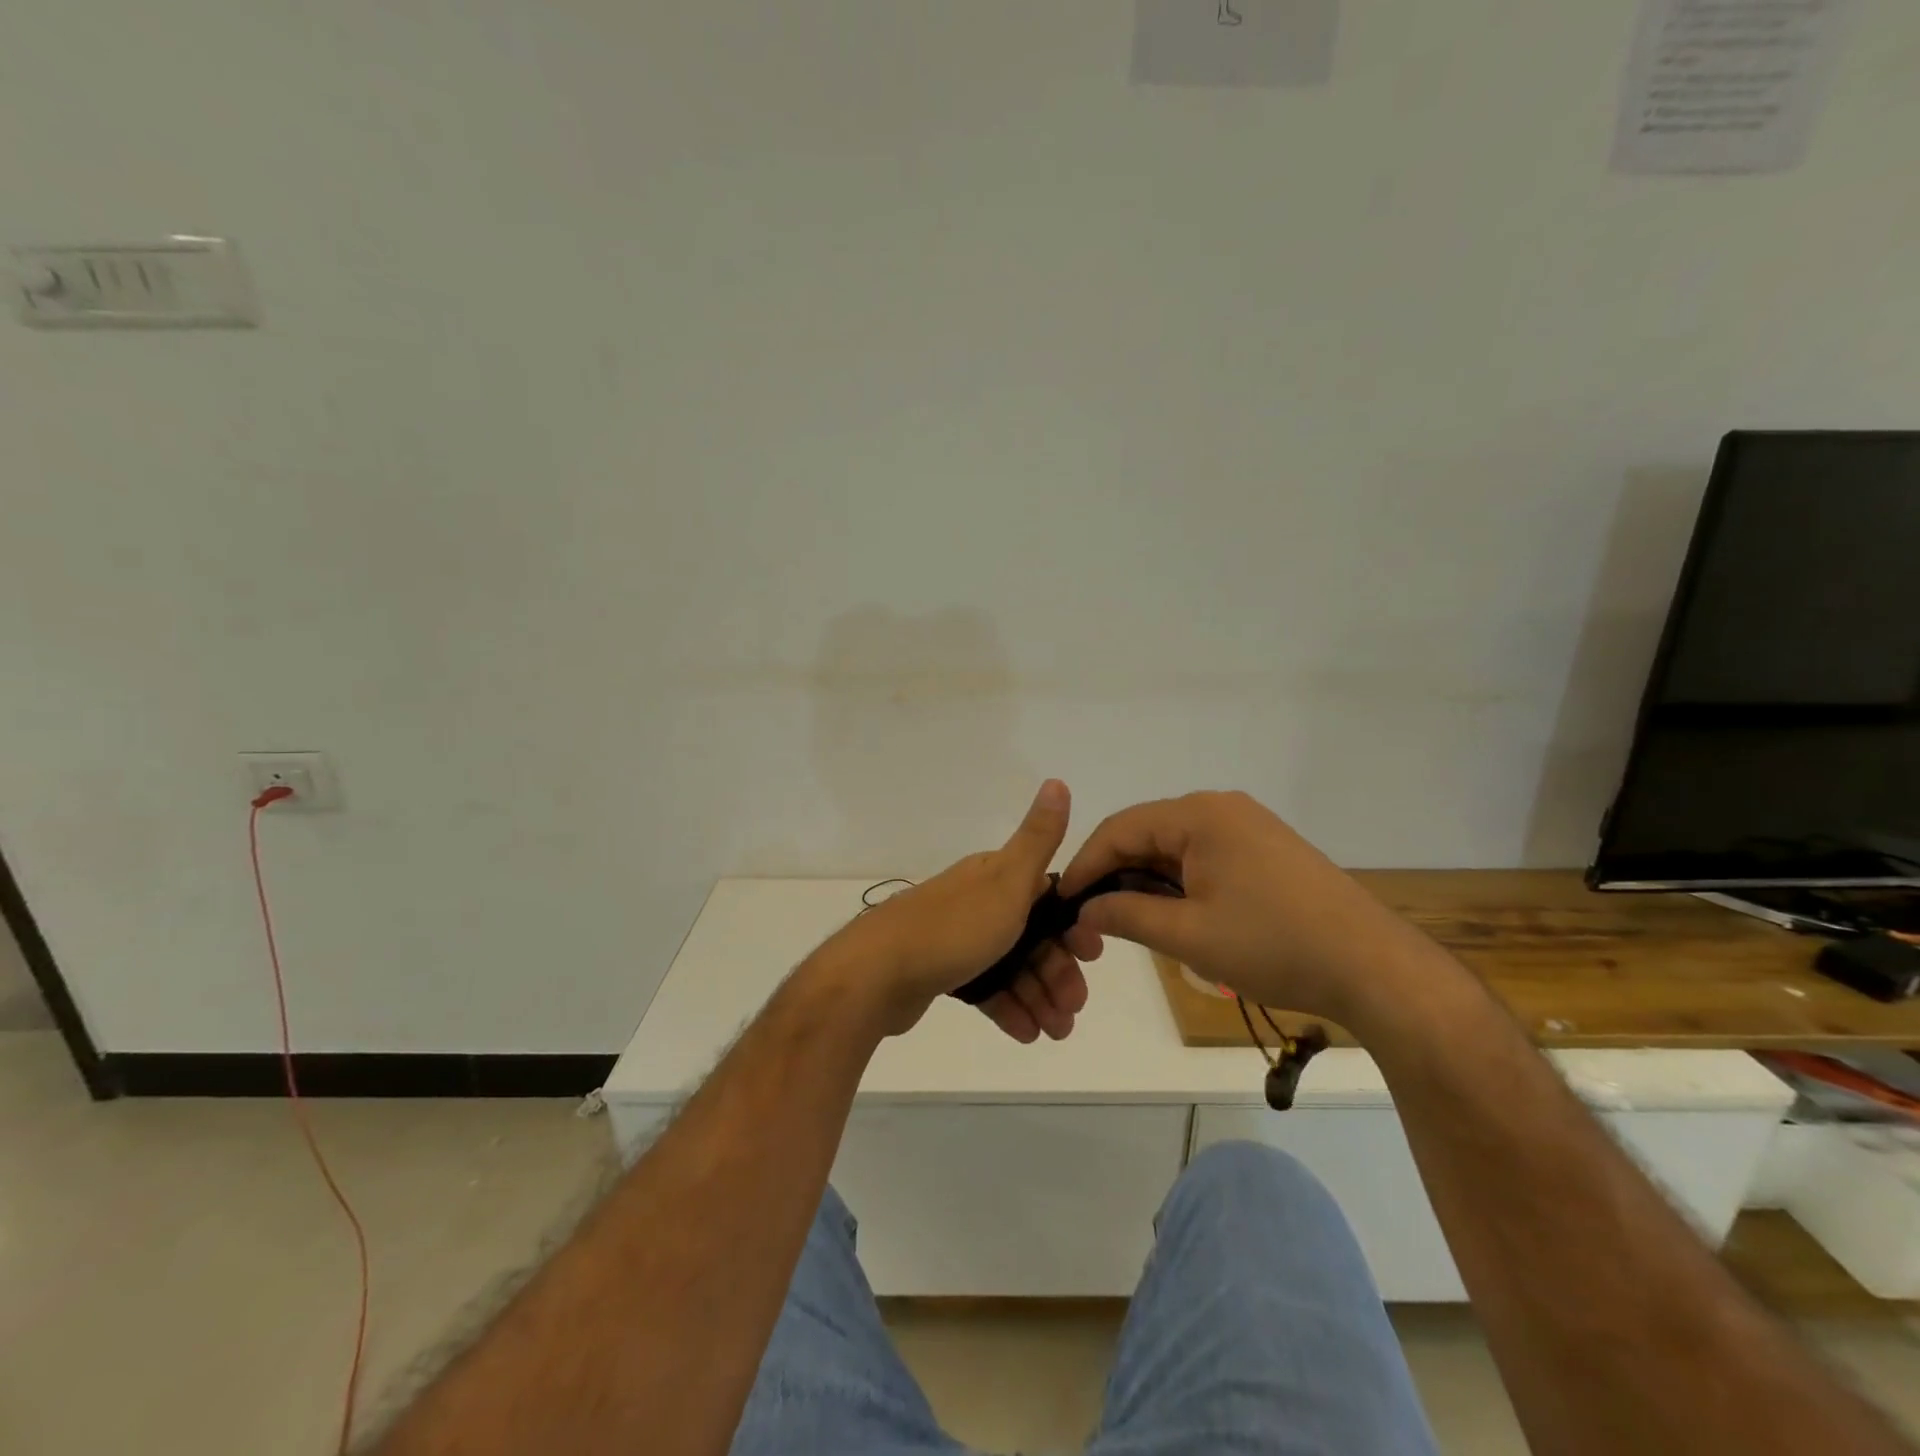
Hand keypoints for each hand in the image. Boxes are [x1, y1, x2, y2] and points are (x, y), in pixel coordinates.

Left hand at [812, 780, 1091, 1041]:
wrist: (875, 972)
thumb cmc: (953, 928)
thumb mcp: (1007, 881)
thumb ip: (1038, 838)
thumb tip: (1057, 780)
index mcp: (994, 876)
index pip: (1047, 897)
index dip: (1072, 925)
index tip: (1091, 956)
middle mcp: (977, 901)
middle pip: (1031, 934)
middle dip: (1058, 970)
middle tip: (1074, 1009)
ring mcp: (957, 937)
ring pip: (1010, 964)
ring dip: (1039, 995)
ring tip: (1057, 1032)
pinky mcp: (940, 970)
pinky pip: (985, 986)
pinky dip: (1008, 1007)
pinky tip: (1027, 1034)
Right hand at [1057, 790, 1425, 1028]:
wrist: (1372, 967)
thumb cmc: (1273, 945)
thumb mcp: (1188, 936)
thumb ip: (1126, 916)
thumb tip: (1083, 910)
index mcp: (1199, 815)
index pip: (1120, 829)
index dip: (1085, 865)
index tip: (1060, 902)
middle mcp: (1220, 807)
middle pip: (1146, 833)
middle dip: (1113, 874)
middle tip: (1089, 917)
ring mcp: (1247, 825)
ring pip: (1174, 846)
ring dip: (1145, 880)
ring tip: (1124, 919)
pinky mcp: (1265, 848)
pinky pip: (1203, 855)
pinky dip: (1177, 881)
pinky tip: (1170, 912)